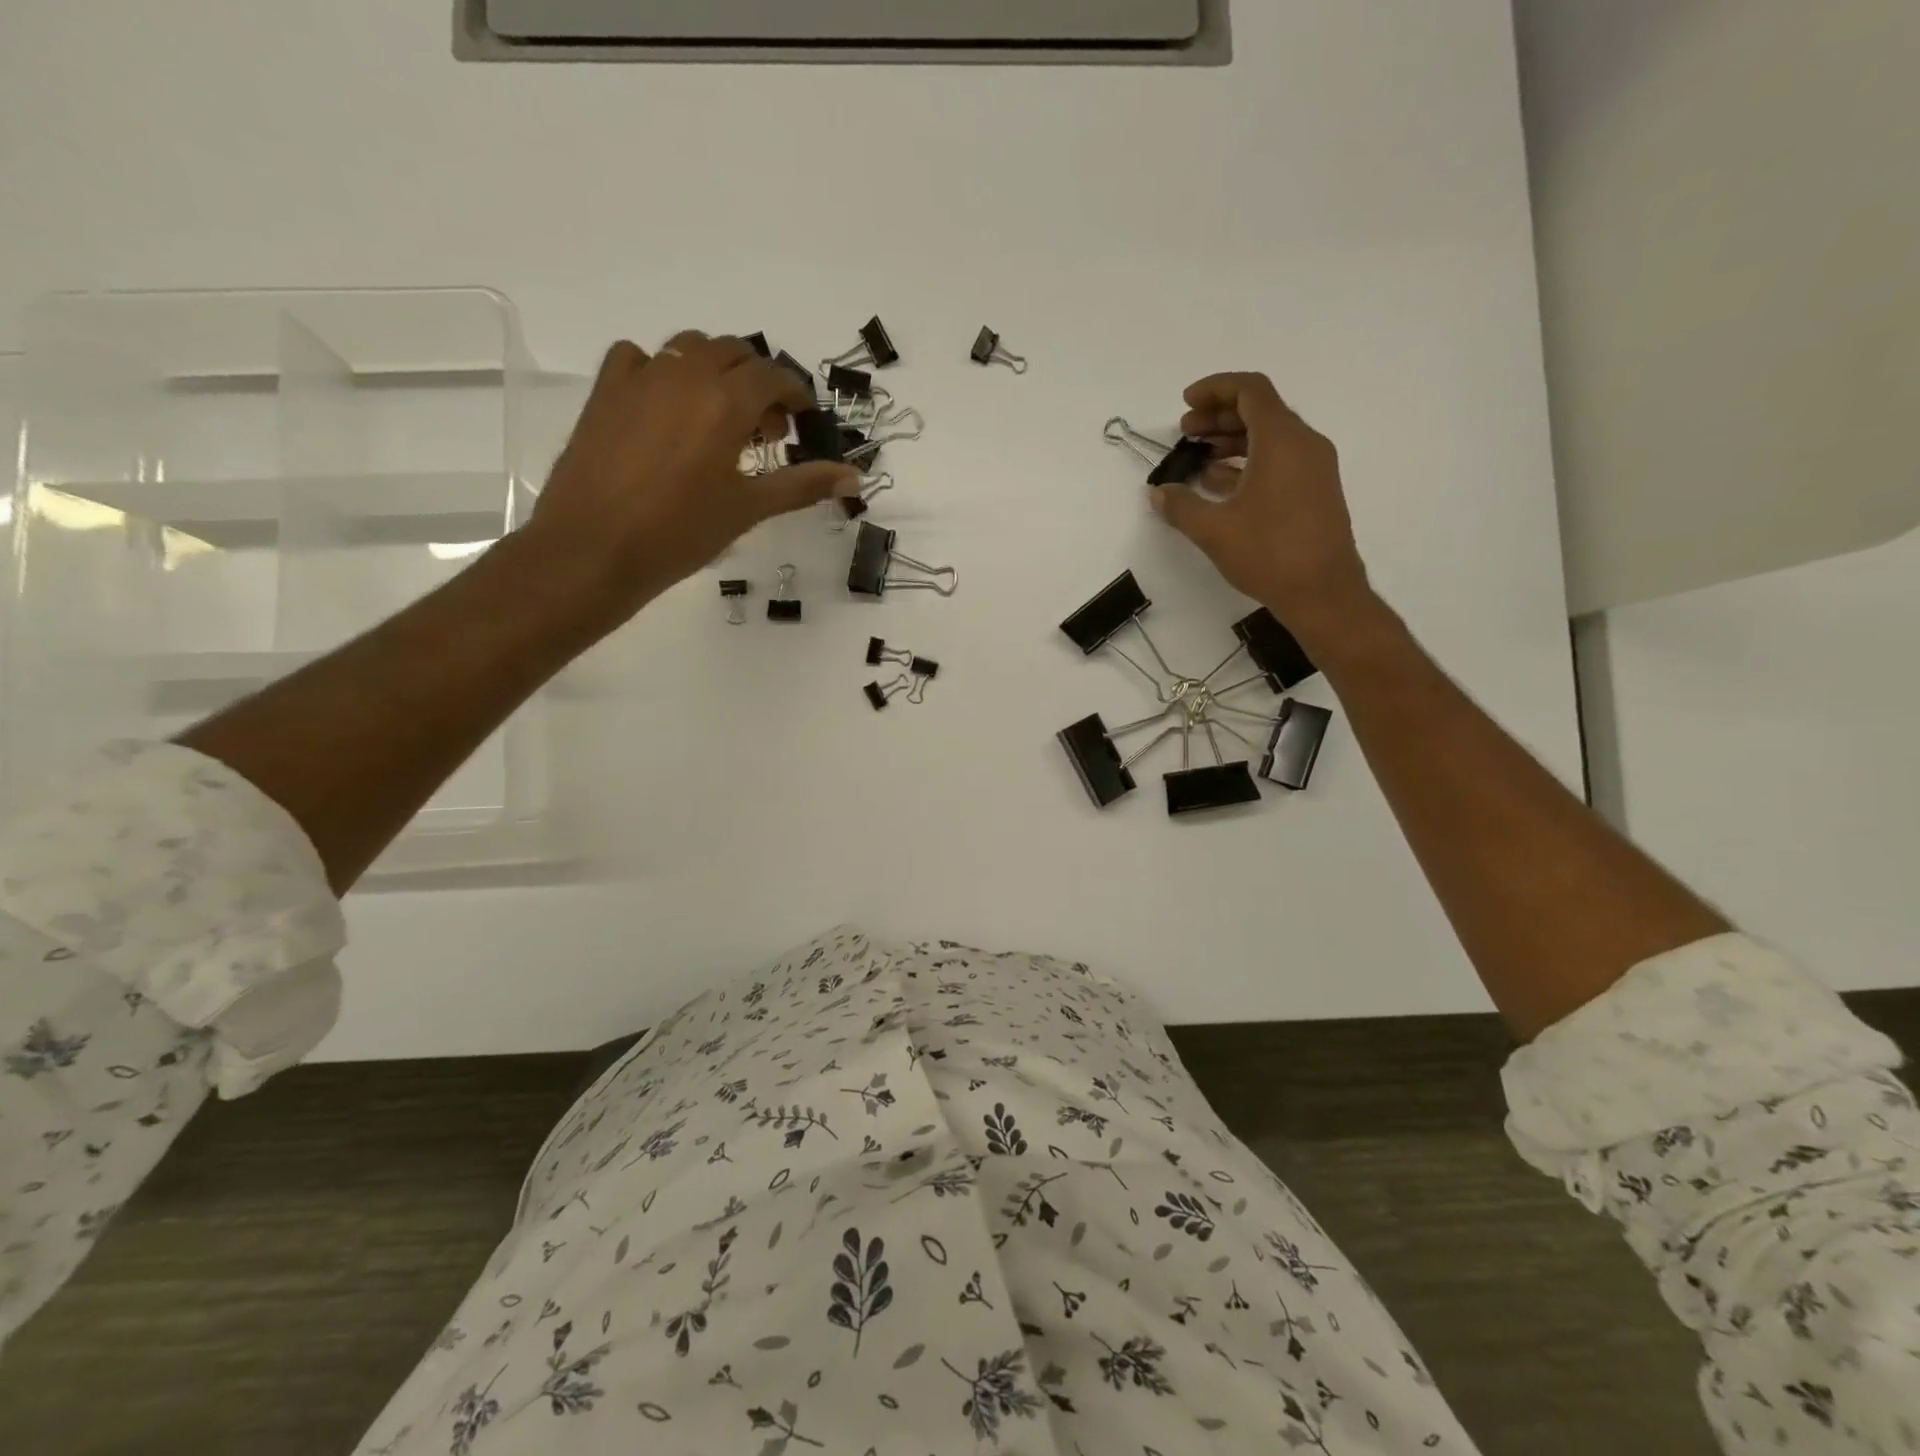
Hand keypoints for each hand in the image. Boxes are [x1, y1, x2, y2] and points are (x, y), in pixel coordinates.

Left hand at [529, 333, 858, 616]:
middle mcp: (686, 374)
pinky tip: (665, 408)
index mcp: (726, 400)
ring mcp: (641, 376)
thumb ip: (803, 484)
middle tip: (766, 430)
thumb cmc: (682, 533)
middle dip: (759, 384)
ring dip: (715, 372)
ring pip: (690, 349)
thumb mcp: (749, 509)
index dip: (795, 395)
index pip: (774, 376)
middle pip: (735, 353)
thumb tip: (854, 477)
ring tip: (718, 418)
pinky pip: (640, 358)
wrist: (596, 547)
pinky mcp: (606, 390)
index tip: (803, 421)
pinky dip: (663, 372)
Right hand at [1151, 371, 1377, 646]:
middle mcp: (1304, 444)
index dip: (1215, 389)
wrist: (1323, 592)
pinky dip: (1247, 462)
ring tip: (1197, 458)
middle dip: (1219, 417)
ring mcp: (1313, 468)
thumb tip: (1159, 493)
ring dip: (1231, 441)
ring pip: (1269, 437)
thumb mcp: (1214, 530)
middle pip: (1260, 411)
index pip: (1250, 391)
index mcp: (1282, 440)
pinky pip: (1278, 461)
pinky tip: (1219, 484)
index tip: (1186, 404)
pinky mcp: (1314, 491)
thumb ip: (1181, 506)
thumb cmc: (1269, 553)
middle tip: (1185, 432)